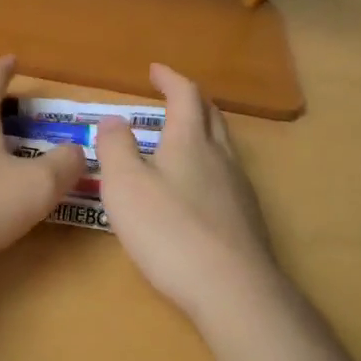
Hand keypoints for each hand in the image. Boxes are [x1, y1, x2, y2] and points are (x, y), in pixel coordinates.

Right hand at [95, 64, 275, 320]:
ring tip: (181, 139)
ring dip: (203, 132)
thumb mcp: (125, 185)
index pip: (186, 95)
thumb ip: (115, 147)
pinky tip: (197, 190)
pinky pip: (227, 176)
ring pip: (223, 146)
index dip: (170, 78)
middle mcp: (220, 157)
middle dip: (191, 100)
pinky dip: (209, 165)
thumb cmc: (170, 231)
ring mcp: (239, 189)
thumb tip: (114, 119)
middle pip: (211, 116)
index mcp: (190, 141)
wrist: (233, 290)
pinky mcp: (246, 219)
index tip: (154, 70)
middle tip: (172, 97)